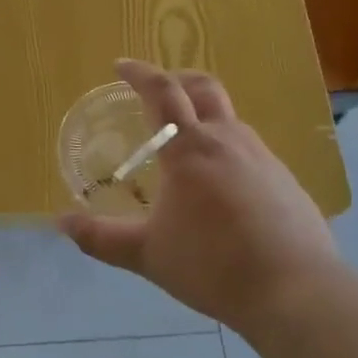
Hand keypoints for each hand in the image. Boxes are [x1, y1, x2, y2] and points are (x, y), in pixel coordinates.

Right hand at [58, 60, 340, 330]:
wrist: (297, 292)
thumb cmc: (213, 265)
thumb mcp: (147, 254)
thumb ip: (100, 237)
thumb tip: (60, 222)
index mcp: (190, 149)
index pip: (162, 92)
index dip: (139, 73)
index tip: (120, 65)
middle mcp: (228, 140)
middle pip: (203, 88)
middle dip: (176, 79)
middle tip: (156, 89)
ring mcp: (264, 158)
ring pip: (229, 118)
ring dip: (203, 115)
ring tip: (185, 143)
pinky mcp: (287, 181)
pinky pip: (250, 149)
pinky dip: (226, 148)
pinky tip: (222, 185)